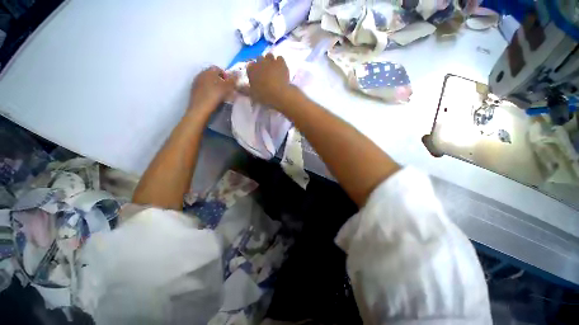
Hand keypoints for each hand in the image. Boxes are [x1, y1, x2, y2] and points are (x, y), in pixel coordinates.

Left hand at [189, 66, 236, 113]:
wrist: (200, 109)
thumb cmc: (214, 96)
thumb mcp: (226, 88)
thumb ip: (233, 80)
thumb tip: (238, 72)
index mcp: (208, 71)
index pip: (218, 69)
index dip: (226, 75)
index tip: (230, 84)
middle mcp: (201, 74)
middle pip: (213, 75)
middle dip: (220, 81)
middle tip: (227, 90)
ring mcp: (196, 83)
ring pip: (208, 81)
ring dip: (215, 86)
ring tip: (221, 95)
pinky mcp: (194, 91)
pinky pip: (204, 87)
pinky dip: (210, 91)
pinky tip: (213, 98)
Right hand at [247, 53, 290, 107]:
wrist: (279, 94)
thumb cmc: (264, 96)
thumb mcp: (252, 94)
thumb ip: (245, 89)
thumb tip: (237, 87)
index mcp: (251, 69)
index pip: (250, 66)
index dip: (253, 71)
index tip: (256, 77)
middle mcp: (259, 62)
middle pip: (259, 59)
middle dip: (261, 65)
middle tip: (265, 74)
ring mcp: (271, 60)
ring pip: (269, 56)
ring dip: (270, 61)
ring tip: (273, 69)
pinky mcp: (281, 62)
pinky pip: (279, 58)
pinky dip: (279, 62)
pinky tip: (281, 68)